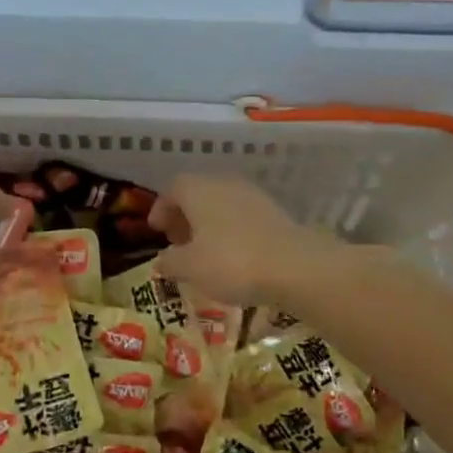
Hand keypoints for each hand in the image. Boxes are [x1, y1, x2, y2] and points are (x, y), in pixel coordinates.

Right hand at [147, 174, 348, 306]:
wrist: (295, 267)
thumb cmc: (231, 262)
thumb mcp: (190, 268)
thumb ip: (170, 262)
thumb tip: (161, 260)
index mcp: (198, 190)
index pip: (172, 188)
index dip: (161, 208)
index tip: (157, 230)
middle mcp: (224, 184)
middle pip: (197, 193)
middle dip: (184, 216)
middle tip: (177, 241)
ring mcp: (252, 196)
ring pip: (220, 204)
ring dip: (207, 223)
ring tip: (203, 251)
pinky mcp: (273, 212)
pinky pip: (241, 216)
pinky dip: (229, 230)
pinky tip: (231, 255)